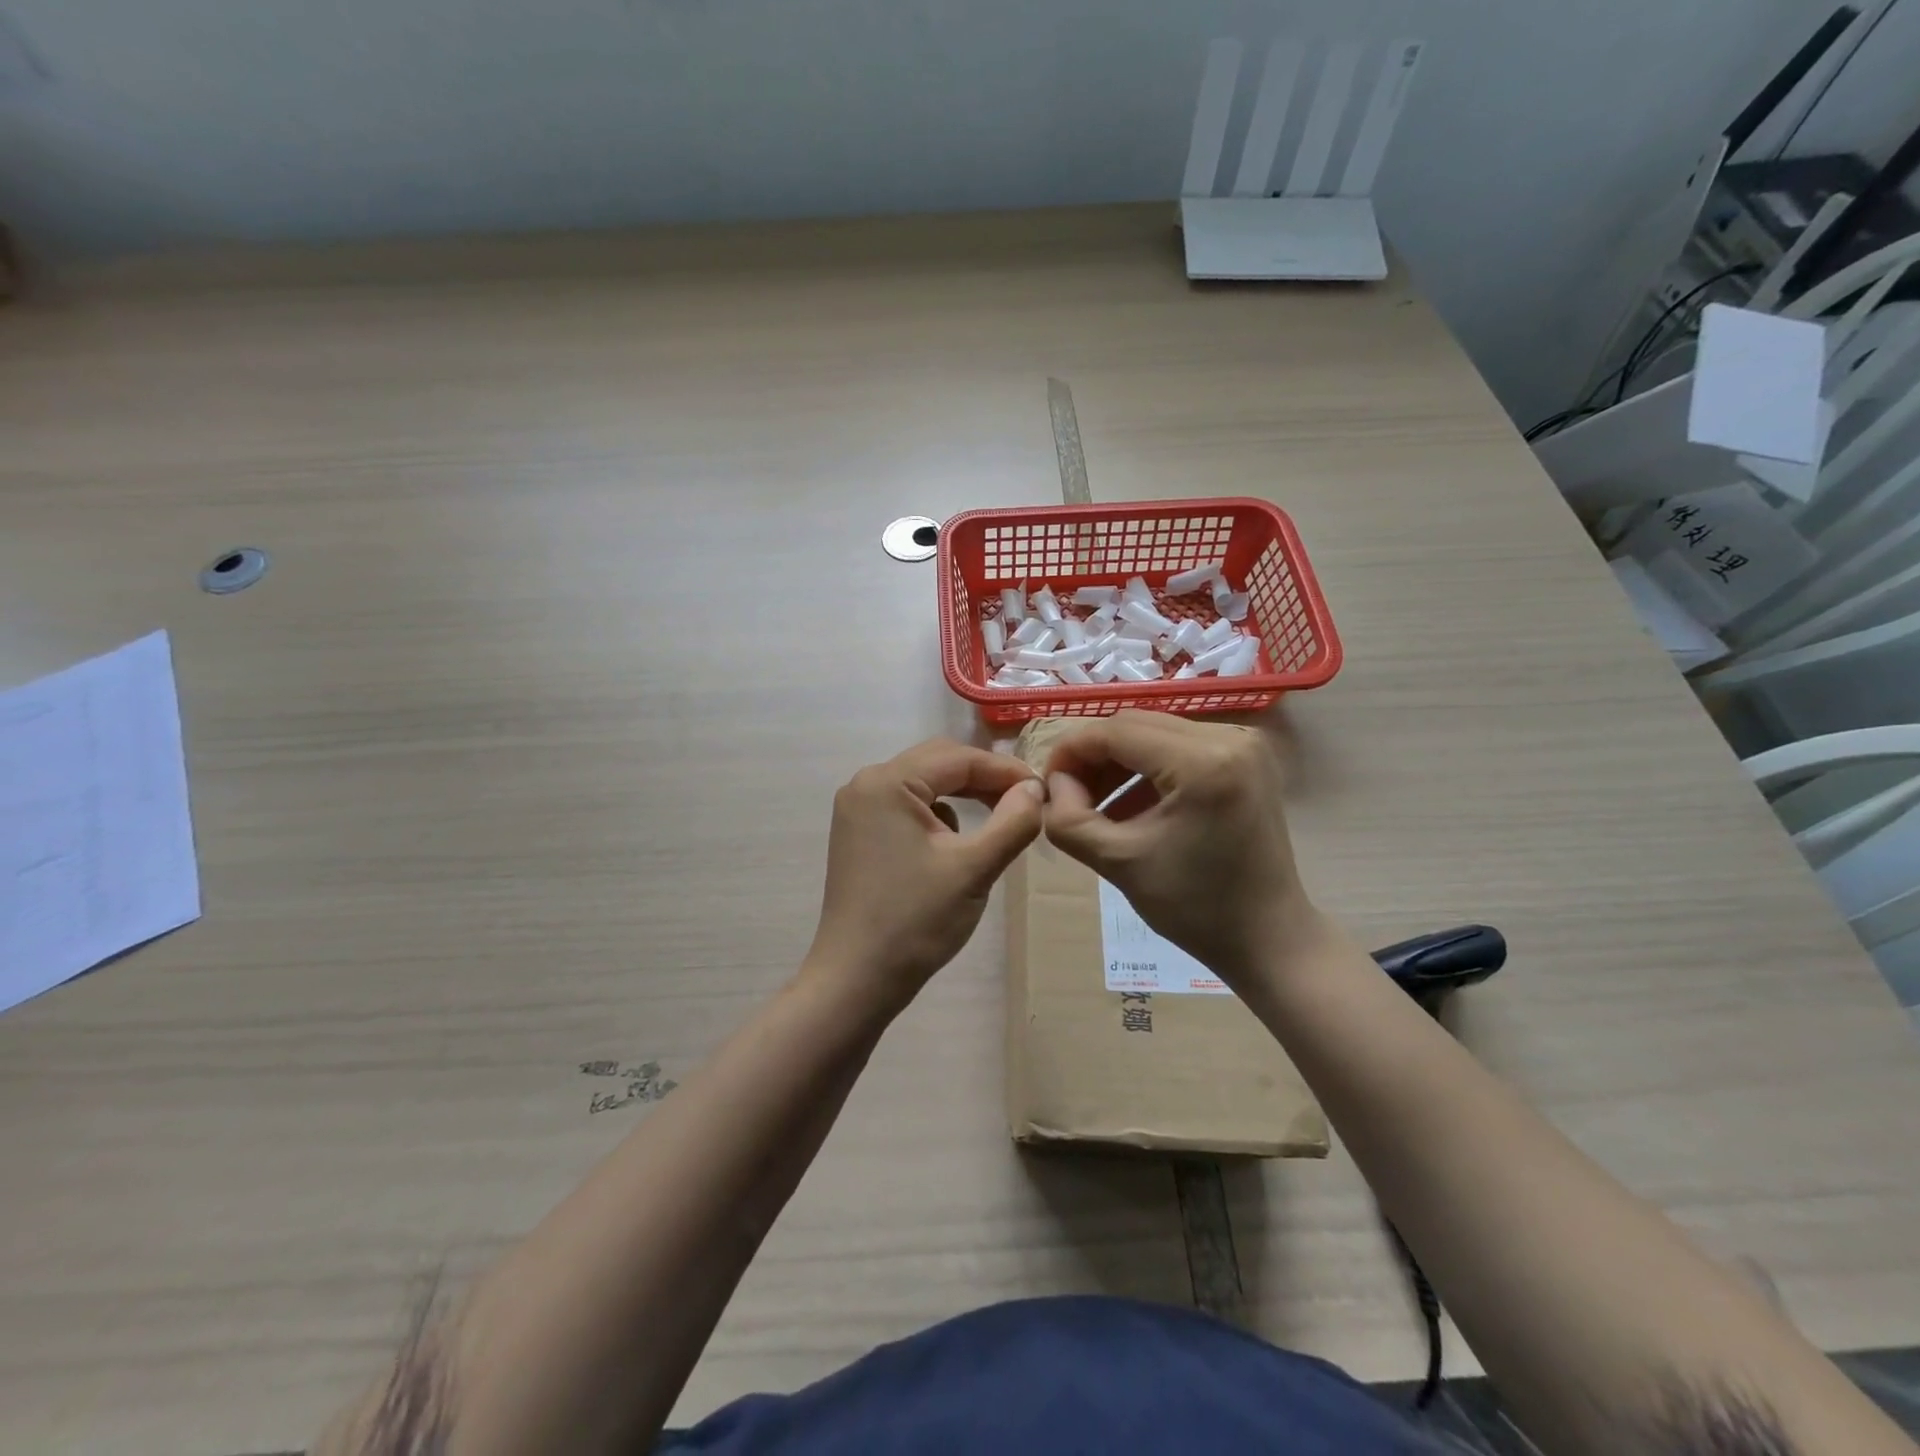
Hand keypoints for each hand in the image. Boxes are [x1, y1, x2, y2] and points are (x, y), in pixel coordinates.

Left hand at [806, 739, 1044, 1008]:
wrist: (857, 979)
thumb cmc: (916, 921)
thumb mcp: (974, 868)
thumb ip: (1013, 821)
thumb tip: (1036, 788)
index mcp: (887, 782)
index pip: (958, 758)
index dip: (1006, 770)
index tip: (1044, 789)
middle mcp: (865, 784)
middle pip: (938, 763)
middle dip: (984, 779)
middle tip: (1026, 801)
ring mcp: (857, 809)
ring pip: (924, 784)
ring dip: (963, 795)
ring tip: (1000, 819)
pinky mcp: (859, 833)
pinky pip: (908, 806)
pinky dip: (939, 815)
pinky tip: (956, 845)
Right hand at [1042, 711, 1324, 986]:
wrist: (1268, 938)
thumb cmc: (1195, 908)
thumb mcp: (1117, 863)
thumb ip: (1069, 818)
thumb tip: (1055, 783)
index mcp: (1203, 762)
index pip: (1116, 731)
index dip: (1071, 751)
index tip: (1047, 784)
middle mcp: (1230, 738)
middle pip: (1136, 725)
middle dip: (1094, 756)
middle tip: (1068, 795)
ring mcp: (1244, 745)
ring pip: (1155, 733)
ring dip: (1118, 762)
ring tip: (1094, 803)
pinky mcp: (1246, 759)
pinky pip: (1180, 747)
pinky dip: (1147, 769)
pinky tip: (1130, 804)